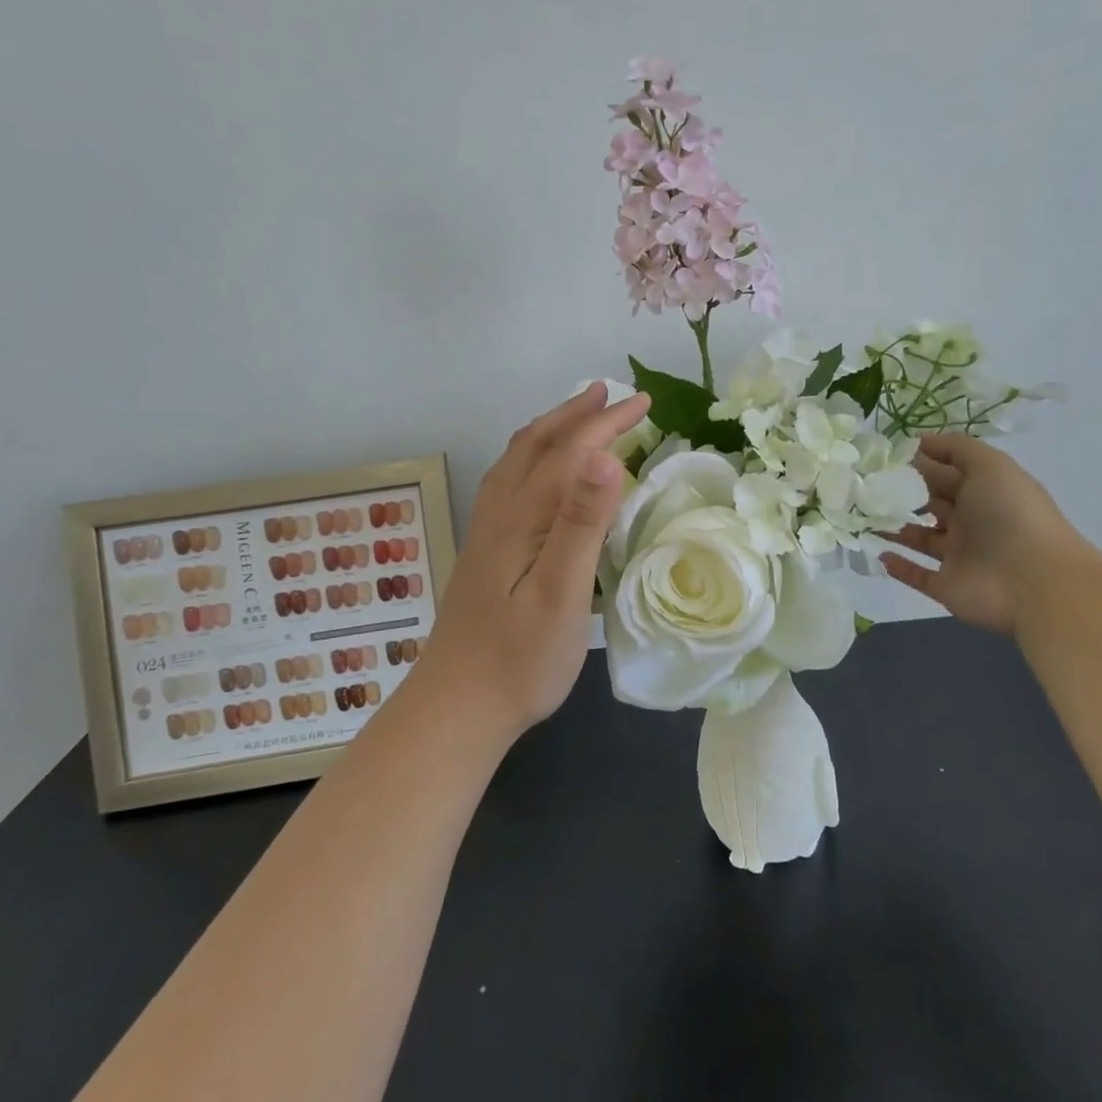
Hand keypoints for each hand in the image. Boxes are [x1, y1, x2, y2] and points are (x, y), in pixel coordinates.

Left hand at [420, 383, 652, 732]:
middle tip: (611, 395)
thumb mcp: (562, 594)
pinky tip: (540, 473)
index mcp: (523, 516)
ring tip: (577, 415)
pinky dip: (533, 457)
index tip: (643, 403)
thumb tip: (604, 456)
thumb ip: (582, 524)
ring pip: (518, 460)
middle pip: (537, 446)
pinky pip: (510, 481)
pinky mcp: (485, 550)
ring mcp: (487, 531)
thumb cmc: (520, 658)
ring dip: (551, 429)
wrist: (458, 706)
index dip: (607, 423)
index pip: (570, 452)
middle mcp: (500, 512)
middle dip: (577, 415)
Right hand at [880, 433, 1083, 634]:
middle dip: (900, 492)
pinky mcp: (947, 586)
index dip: (917, 462)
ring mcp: (958, 556)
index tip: (880, 455)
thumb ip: (957, 448)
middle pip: (929, 503)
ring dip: (893, 527)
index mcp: (983, 492)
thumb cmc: (1011, 515)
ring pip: (919, 538)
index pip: (944, 473)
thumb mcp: (990, 465)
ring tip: (861, 515)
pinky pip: (918, 576)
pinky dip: (899, 566)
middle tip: (861, 483)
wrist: (1035, 581)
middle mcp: (970, 522)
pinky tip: (878, 553)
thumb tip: (918, 441)